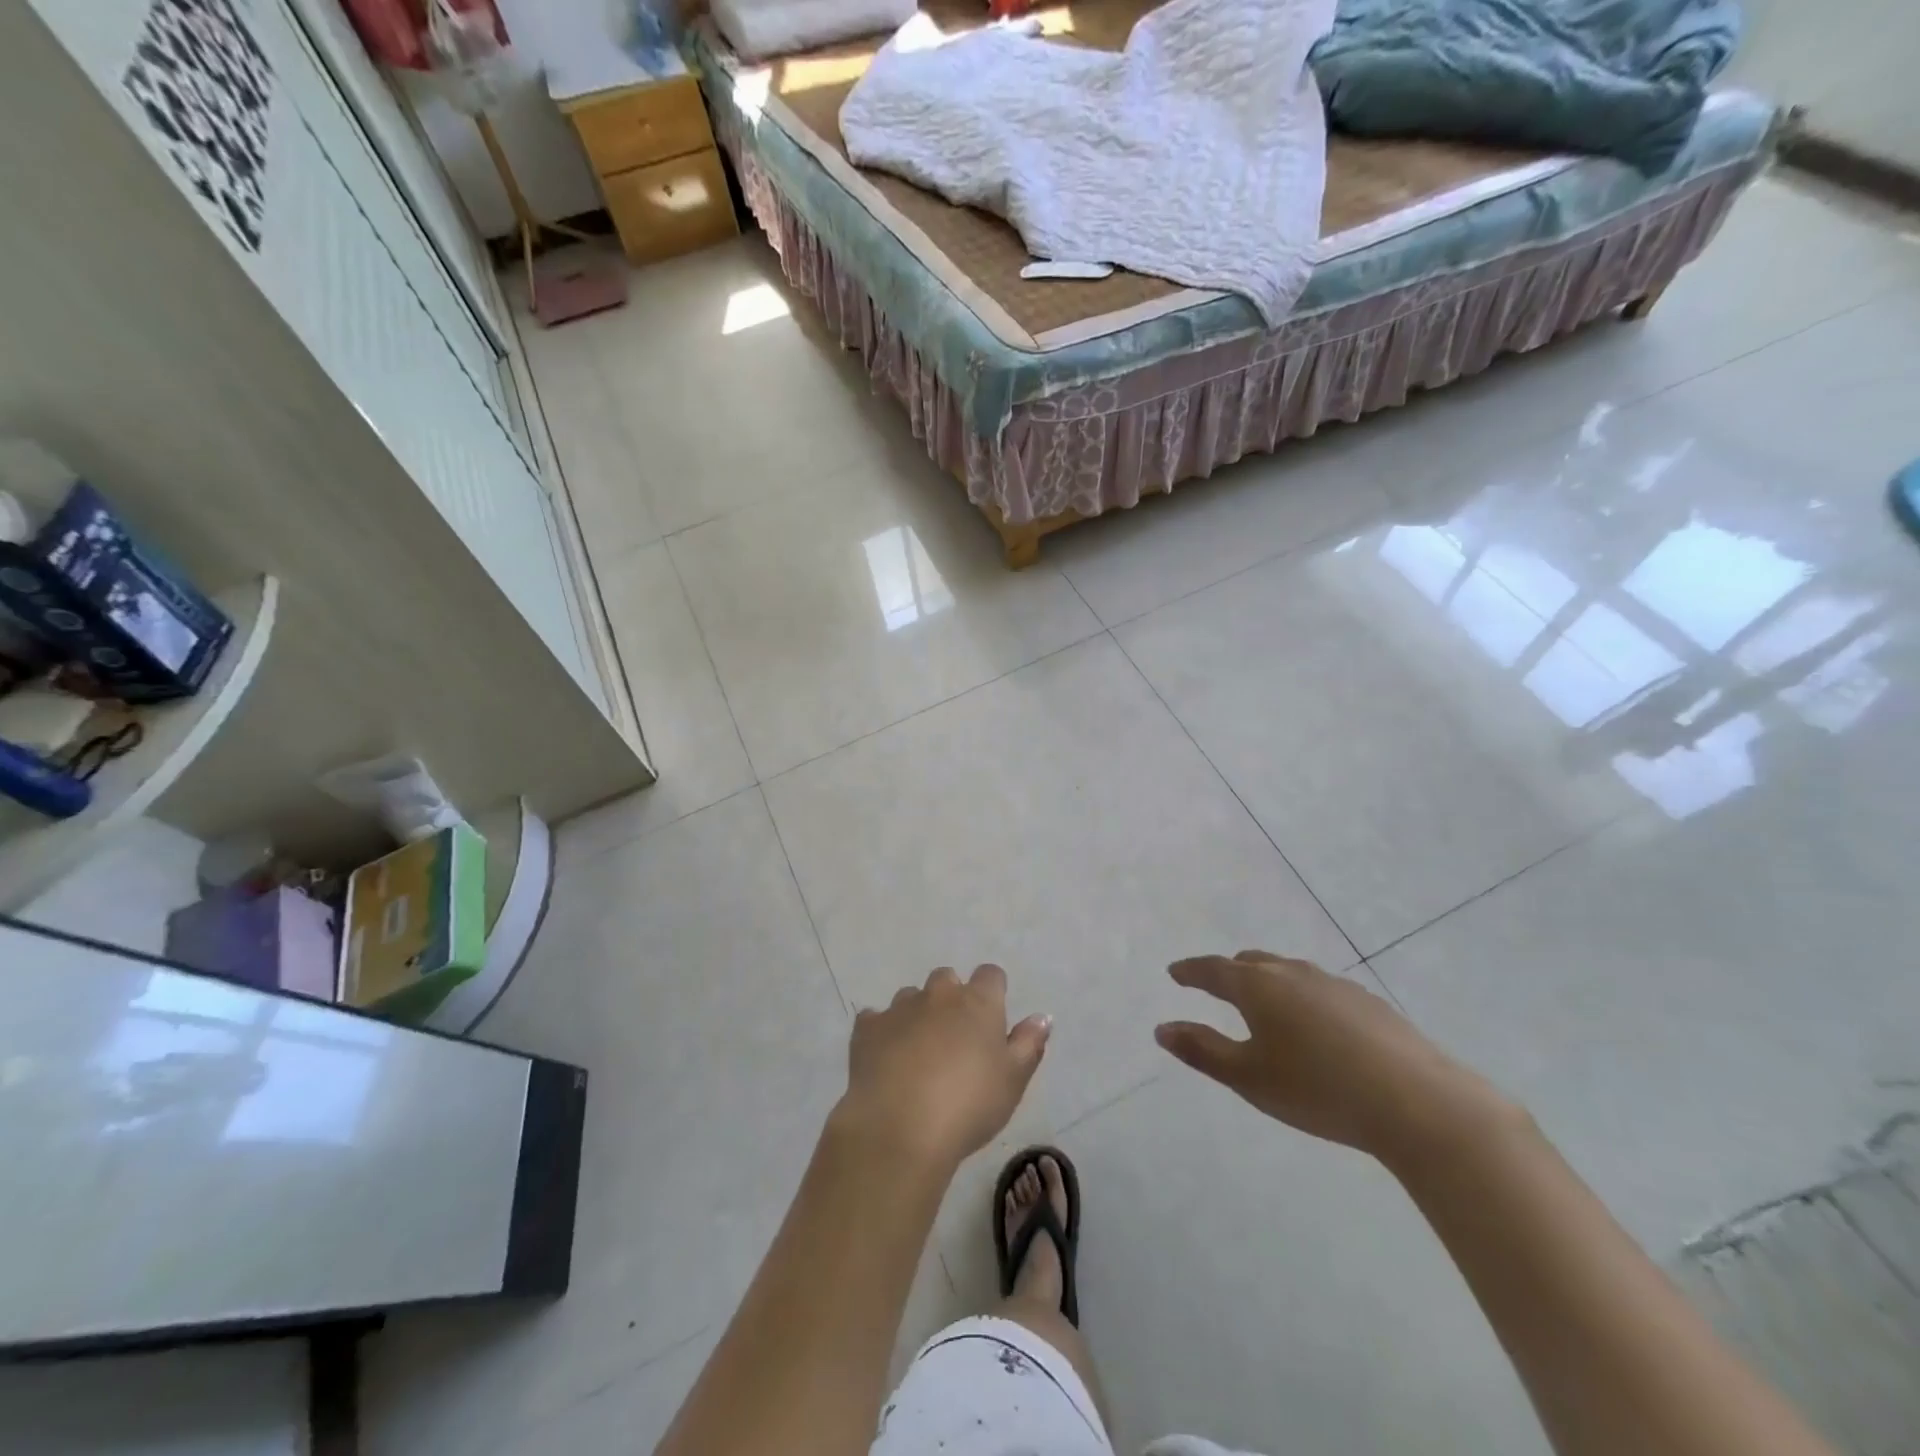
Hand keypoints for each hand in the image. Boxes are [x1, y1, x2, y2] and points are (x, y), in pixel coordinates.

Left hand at [836, 964, 1050, 1169]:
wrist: (900, 1128)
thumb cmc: (968, 1105)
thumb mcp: (1013, 1081)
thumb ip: (1029, 1044)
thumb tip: (1042, 1017)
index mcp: (978, 1003)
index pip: (991, 975)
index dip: (993, 991)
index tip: (993, 1017)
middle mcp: (938, 995)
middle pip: (947, 979)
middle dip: (952, 998)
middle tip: (955, 1038)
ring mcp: (899, 1008)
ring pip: (911, 997)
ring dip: (917, 1014)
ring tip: (918, 1052)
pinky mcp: (867, 1028)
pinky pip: (876, 1019)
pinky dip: (882, 1032)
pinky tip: (885, 1059)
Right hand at [1155, 950, 1513, 1163]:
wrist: (1418, 1104)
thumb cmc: (1317, 1090)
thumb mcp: (1249, 1077)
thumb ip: (1202, 1050)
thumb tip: (1162, 1029)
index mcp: (1258, 986)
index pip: (1213, 969)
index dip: (1191, 971)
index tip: (1175, 972)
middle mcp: (1294, 973)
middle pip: (1252, 963)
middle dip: (1229, 972)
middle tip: (1216, 985)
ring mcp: (1335, 985)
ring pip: (1290, 972)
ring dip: (1269, 982)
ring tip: (1266, 1004)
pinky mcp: (1370, 1003)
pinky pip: (1321, 990)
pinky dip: (1304, 998)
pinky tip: (1317, 1027)